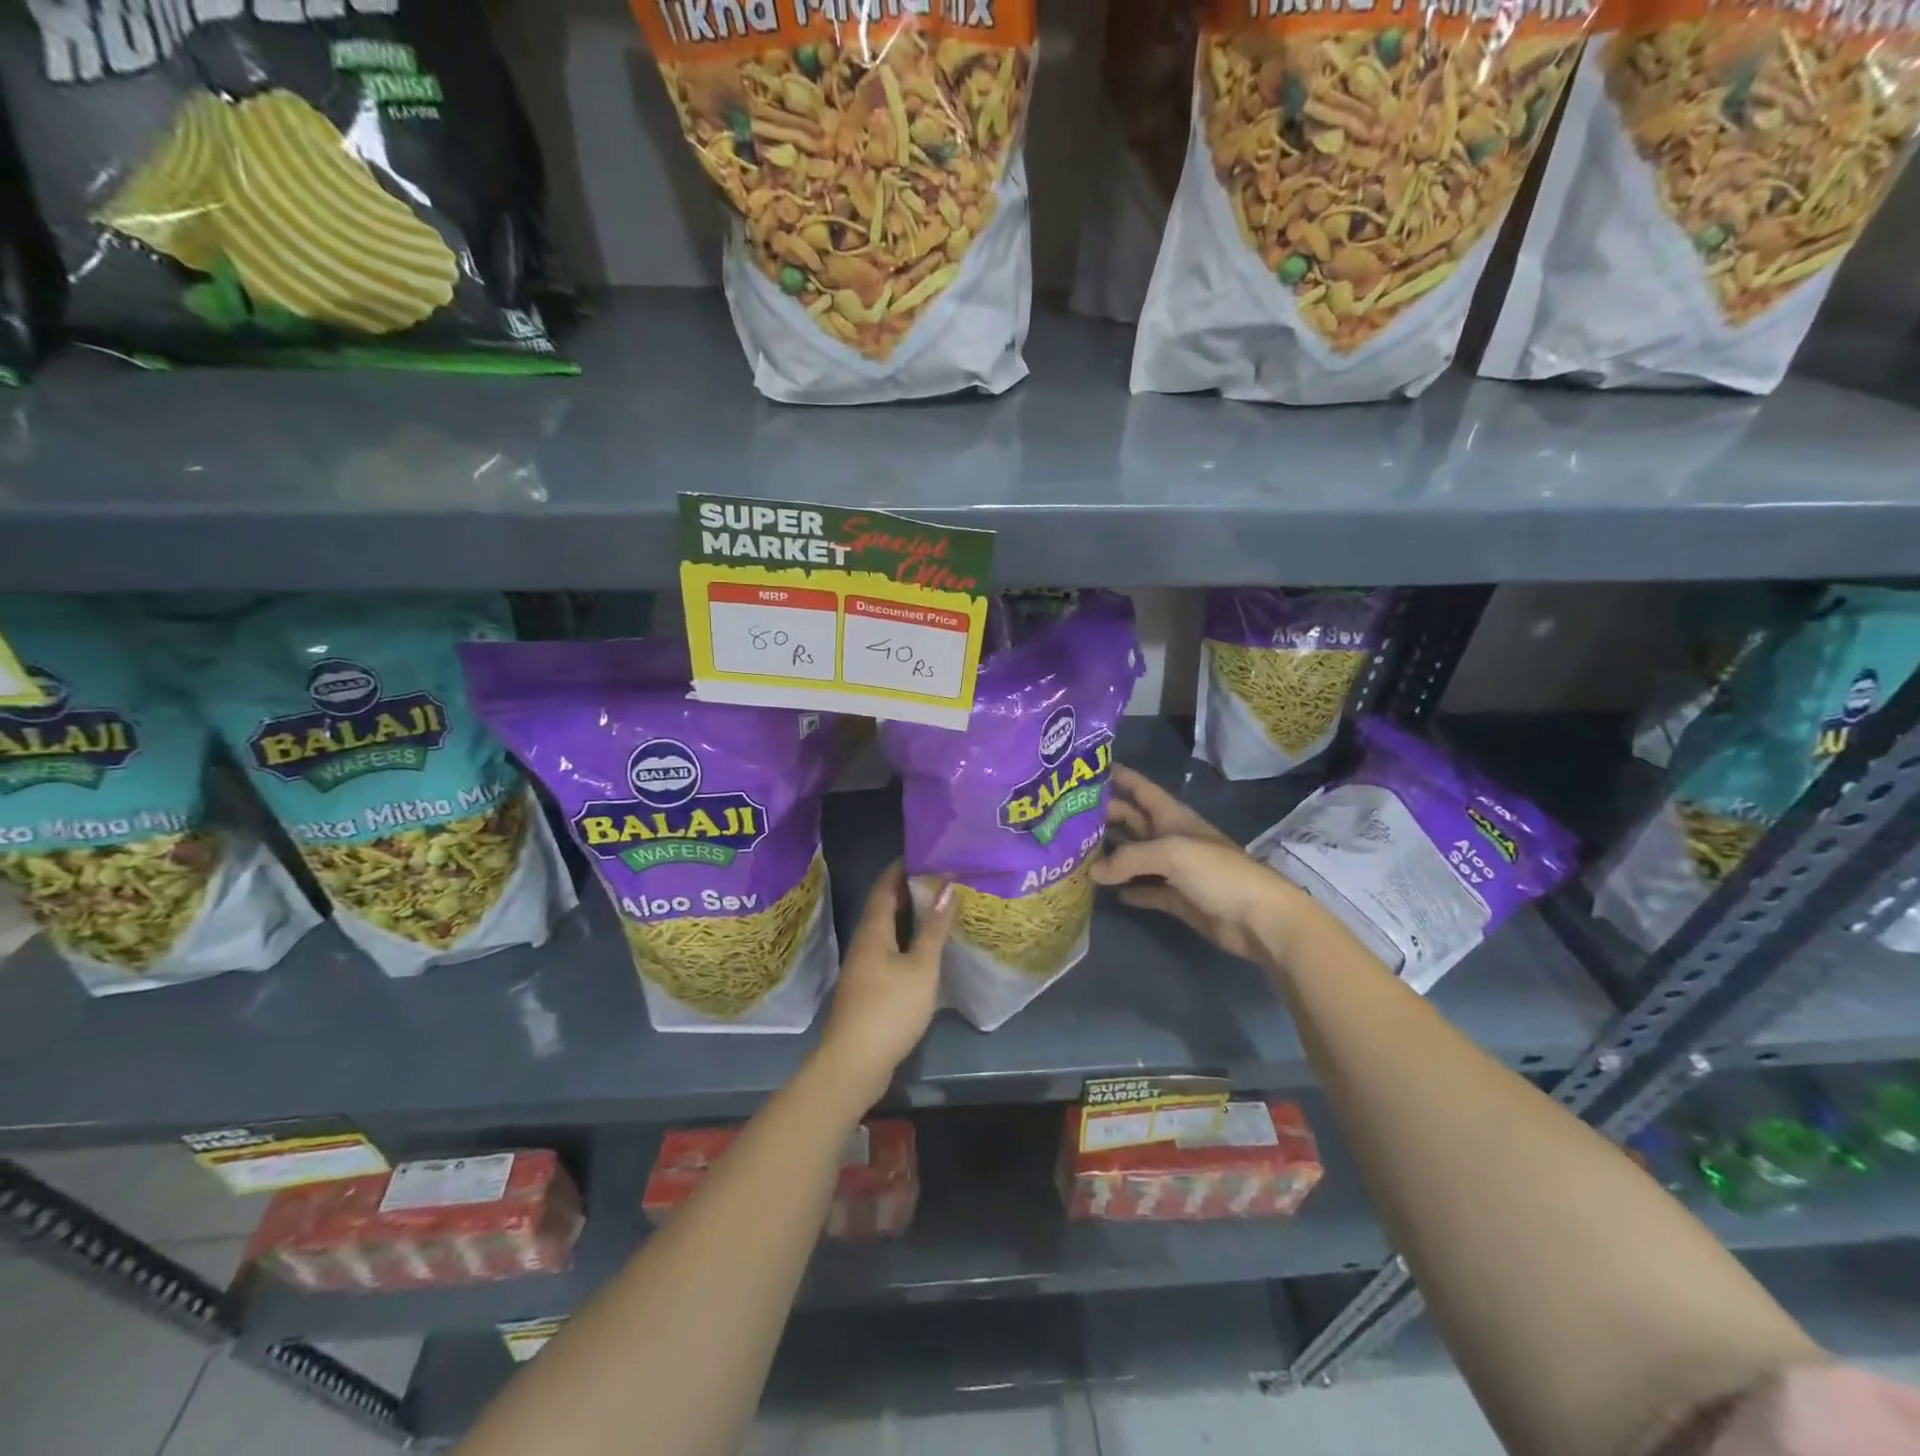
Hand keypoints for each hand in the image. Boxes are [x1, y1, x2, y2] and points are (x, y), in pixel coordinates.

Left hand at [817, 860, 954, 1104]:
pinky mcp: (868, 989)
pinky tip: (926, 950)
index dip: (901, 868)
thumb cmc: (890, 1009)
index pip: (884, 887)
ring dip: (909, 917)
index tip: (924, 853)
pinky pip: (888, 952)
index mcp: (873, 931)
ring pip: (887, 931)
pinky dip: (907, 941)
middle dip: (908, 890)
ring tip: (939, 908)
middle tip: (939, 878)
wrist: (854, 1063)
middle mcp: (864, 943)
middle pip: (884, 907)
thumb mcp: (921, 967)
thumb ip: (933, 928)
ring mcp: (863, 968)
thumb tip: (946, 887)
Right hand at [1093, 764, 1306, 964]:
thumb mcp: (1171, 854)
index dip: (1120, 776)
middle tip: (1067, 818)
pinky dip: (1128, 889)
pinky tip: (1105, 889)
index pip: (1141, 789)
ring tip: (1075, 854)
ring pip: (1135, 857)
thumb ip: (1129, 858)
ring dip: (1111, 855)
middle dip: (1105, 817)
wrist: (1258, 918)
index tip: (1088, 769)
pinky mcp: (1177, 899)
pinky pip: (1146, 890)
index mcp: (1173, 817)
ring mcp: (1174, 870)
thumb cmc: (1218, 873)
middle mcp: (1171, 838)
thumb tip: (1093, 872)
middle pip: (1132, 821)